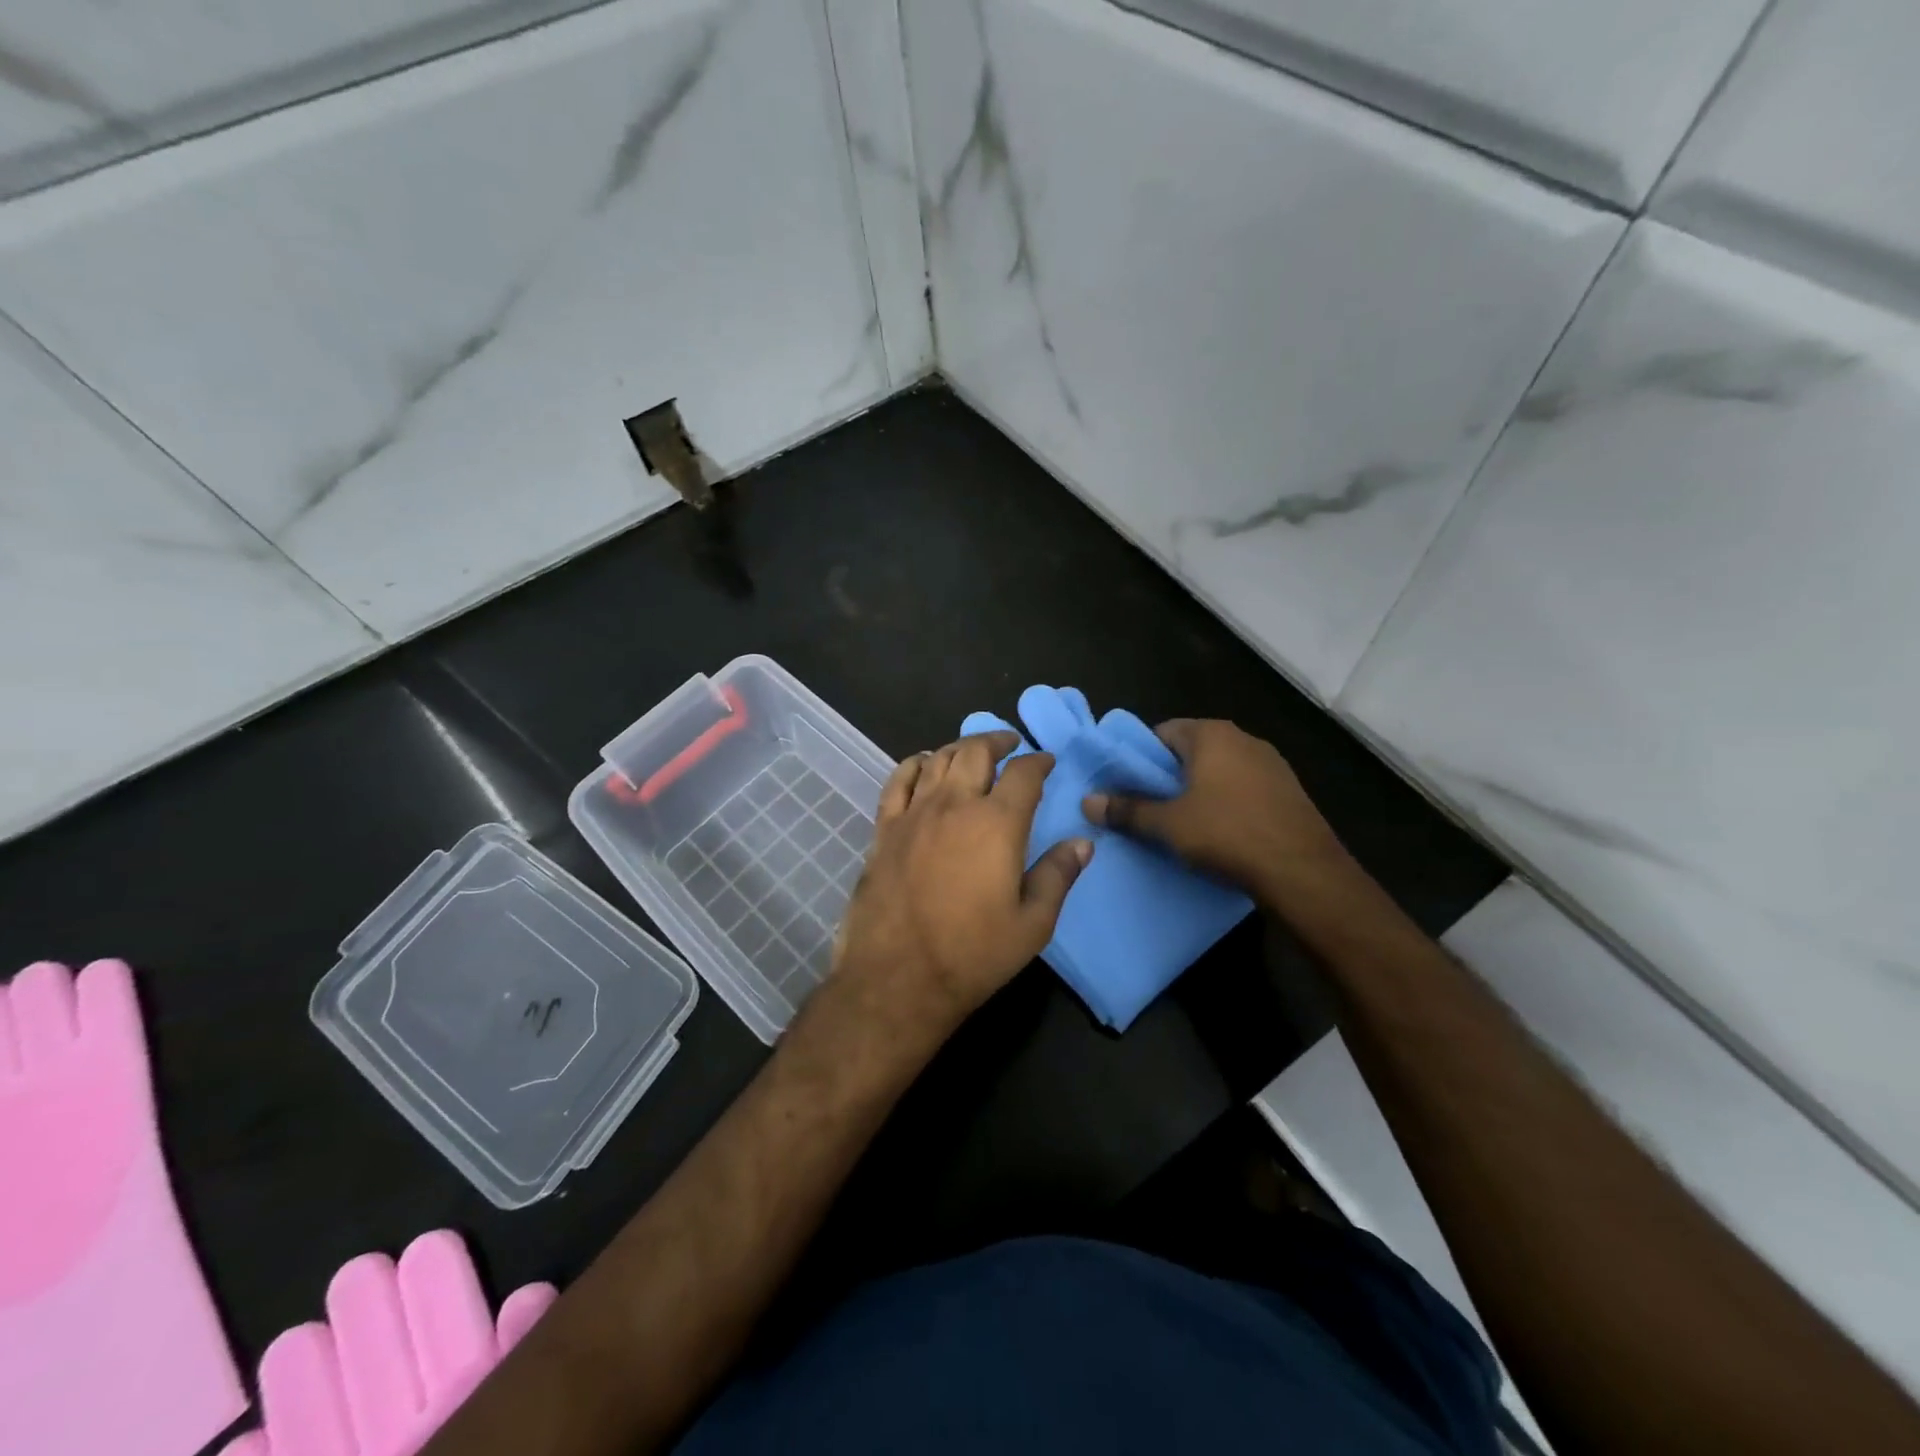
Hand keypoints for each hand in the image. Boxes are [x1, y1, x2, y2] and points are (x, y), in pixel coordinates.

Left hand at [833, 731, 1091, 1033]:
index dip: (1039, 761)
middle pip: (976, 752)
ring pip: (937, 759)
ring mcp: (914, 814)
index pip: (1024, 774)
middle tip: (1010, 745)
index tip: (1047, 761)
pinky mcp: (885, 829)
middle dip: (998, 741)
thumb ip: (1059, 875)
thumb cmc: (973, 954)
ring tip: (972, 753)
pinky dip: (915, 764)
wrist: (898, 978)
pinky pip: (898, 781)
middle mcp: (955, 805)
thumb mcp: (1033, 924)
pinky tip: (923, 765)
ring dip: (960, 748)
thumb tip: (1083, 842)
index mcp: (997, 824)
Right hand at [1081, 719, 1355, 910]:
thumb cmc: (1228, 834)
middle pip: (1191, 750)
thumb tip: (1088, 801)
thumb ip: (1127, 810)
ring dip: (1198, 790)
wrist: (1303, 872)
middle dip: (1168, 776)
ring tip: (1180, 822)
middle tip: (1147, 807)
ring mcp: (1271, 763)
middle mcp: (1243, 738)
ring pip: (1219, 770)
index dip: (1140, 758)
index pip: (1162, 732)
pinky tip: (1220, 831)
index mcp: (1212, 734)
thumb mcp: (1168, 825)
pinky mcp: (1288, 790)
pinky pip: (1243, 788)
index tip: (1127, 786)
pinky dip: (1226, 802)